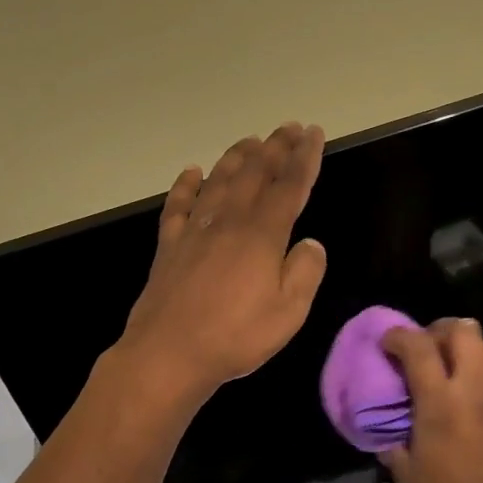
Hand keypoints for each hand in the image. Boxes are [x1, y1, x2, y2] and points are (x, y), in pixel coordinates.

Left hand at [115, 123, 327, 402]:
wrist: (169, 353)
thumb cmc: (235, 337)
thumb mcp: (288, 313)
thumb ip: (305, 272)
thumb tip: (310, 243)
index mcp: (262, 236)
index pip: (289, 186)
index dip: (304, 158)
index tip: (313, 134)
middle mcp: (228, 222)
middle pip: (254, 174)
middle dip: (275, 148)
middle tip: (289, 128)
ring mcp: (195, 231)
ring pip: (218, 181)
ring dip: (236, 157)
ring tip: (250, 141)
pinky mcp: (169, 246)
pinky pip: (178, 205)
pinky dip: (186, 185)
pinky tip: (192, 172)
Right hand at [381, 319, 482, 482]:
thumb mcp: (407, 472)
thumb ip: (394, 439)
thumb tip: (387, 426)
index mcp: (440, 403)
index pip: (418, 346)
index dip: (399, 336)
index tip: (388, 343)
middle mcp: (476, 390)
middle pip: (464, 330)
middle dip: (440, 331)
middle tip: (428, 350)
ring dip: (469, 351)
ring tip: (456, 371)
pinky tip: (478, 410)